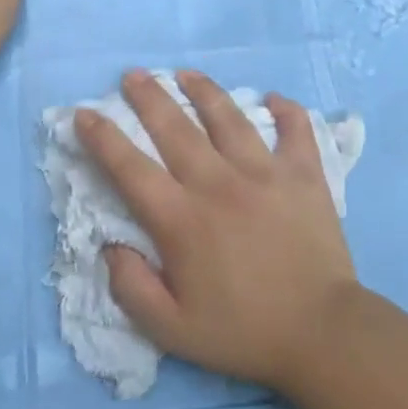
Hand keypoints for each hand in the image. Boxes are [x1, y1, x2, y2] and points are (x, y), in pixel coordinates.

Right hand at [77, 69, 359, 396]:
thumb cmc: (243, 332)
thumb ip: (132, 288)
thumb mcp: (172, 330)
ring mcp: (265, 173)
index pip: (130, 168)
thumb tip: (111, 246)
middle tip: (134, 75)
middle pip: (176, 128)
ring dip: (204, 91)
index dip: (103, 138)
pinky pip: (295, 130)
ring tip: (187, 73)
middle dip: (149, 97)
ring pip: (228, 118)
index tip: (84, 114)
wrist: (322, 334)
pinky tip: (274, 98)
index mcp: (182, 220)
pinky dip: (286, 110)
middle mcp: (218, 184)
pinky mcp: (304, 175)